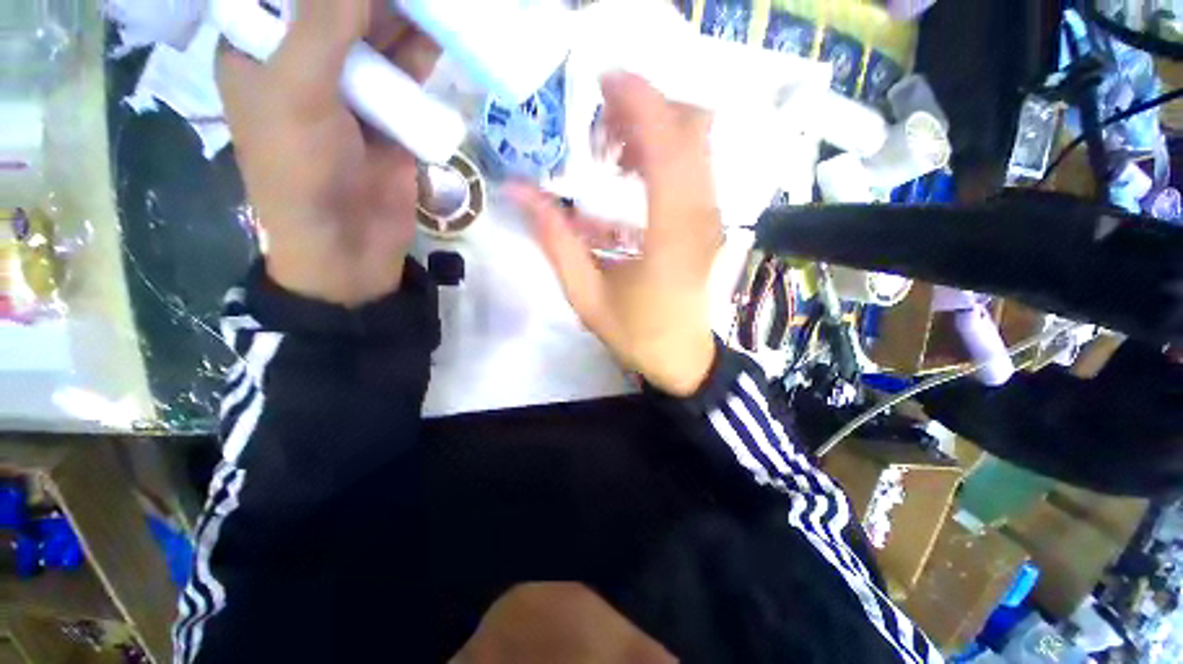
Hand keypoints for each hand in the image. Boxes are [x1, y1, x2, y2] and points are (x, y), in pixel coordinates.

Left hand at [217, 0, 439, 305]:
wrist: (349, 241)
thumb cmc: (301, 171)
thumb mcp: (298, 91)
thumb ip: (324, 23)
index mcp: (261, 47)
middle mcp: (304, 57)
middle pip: (339, 6)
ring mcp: (352, 86)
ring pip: (379, 33)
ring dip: (404, 14)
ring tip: (434, 2)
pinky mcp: (390, 113)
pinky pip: (407, 71)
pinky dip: (422, 51)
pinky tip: (442, 29)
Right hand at [511, 74, 720, 396]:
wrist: (682, 357)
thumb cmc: (636, 333)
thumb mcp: (587, 295)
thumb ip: (556, 241)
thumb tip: (519, 191)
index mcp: (670, 236)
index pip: (667, 146)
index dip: (640, 102)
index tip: (604, 82)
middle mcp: (700, 216)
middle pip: (690, 129)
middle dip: (645, 109)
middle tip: (600, 125)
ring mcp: (711, 218)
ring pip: (696, 145)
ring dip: (654, 129)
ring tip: (612, 151)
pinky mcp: (709, 222)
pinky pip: (694, 168)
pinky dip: (664, 153)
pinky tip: (632, 174)